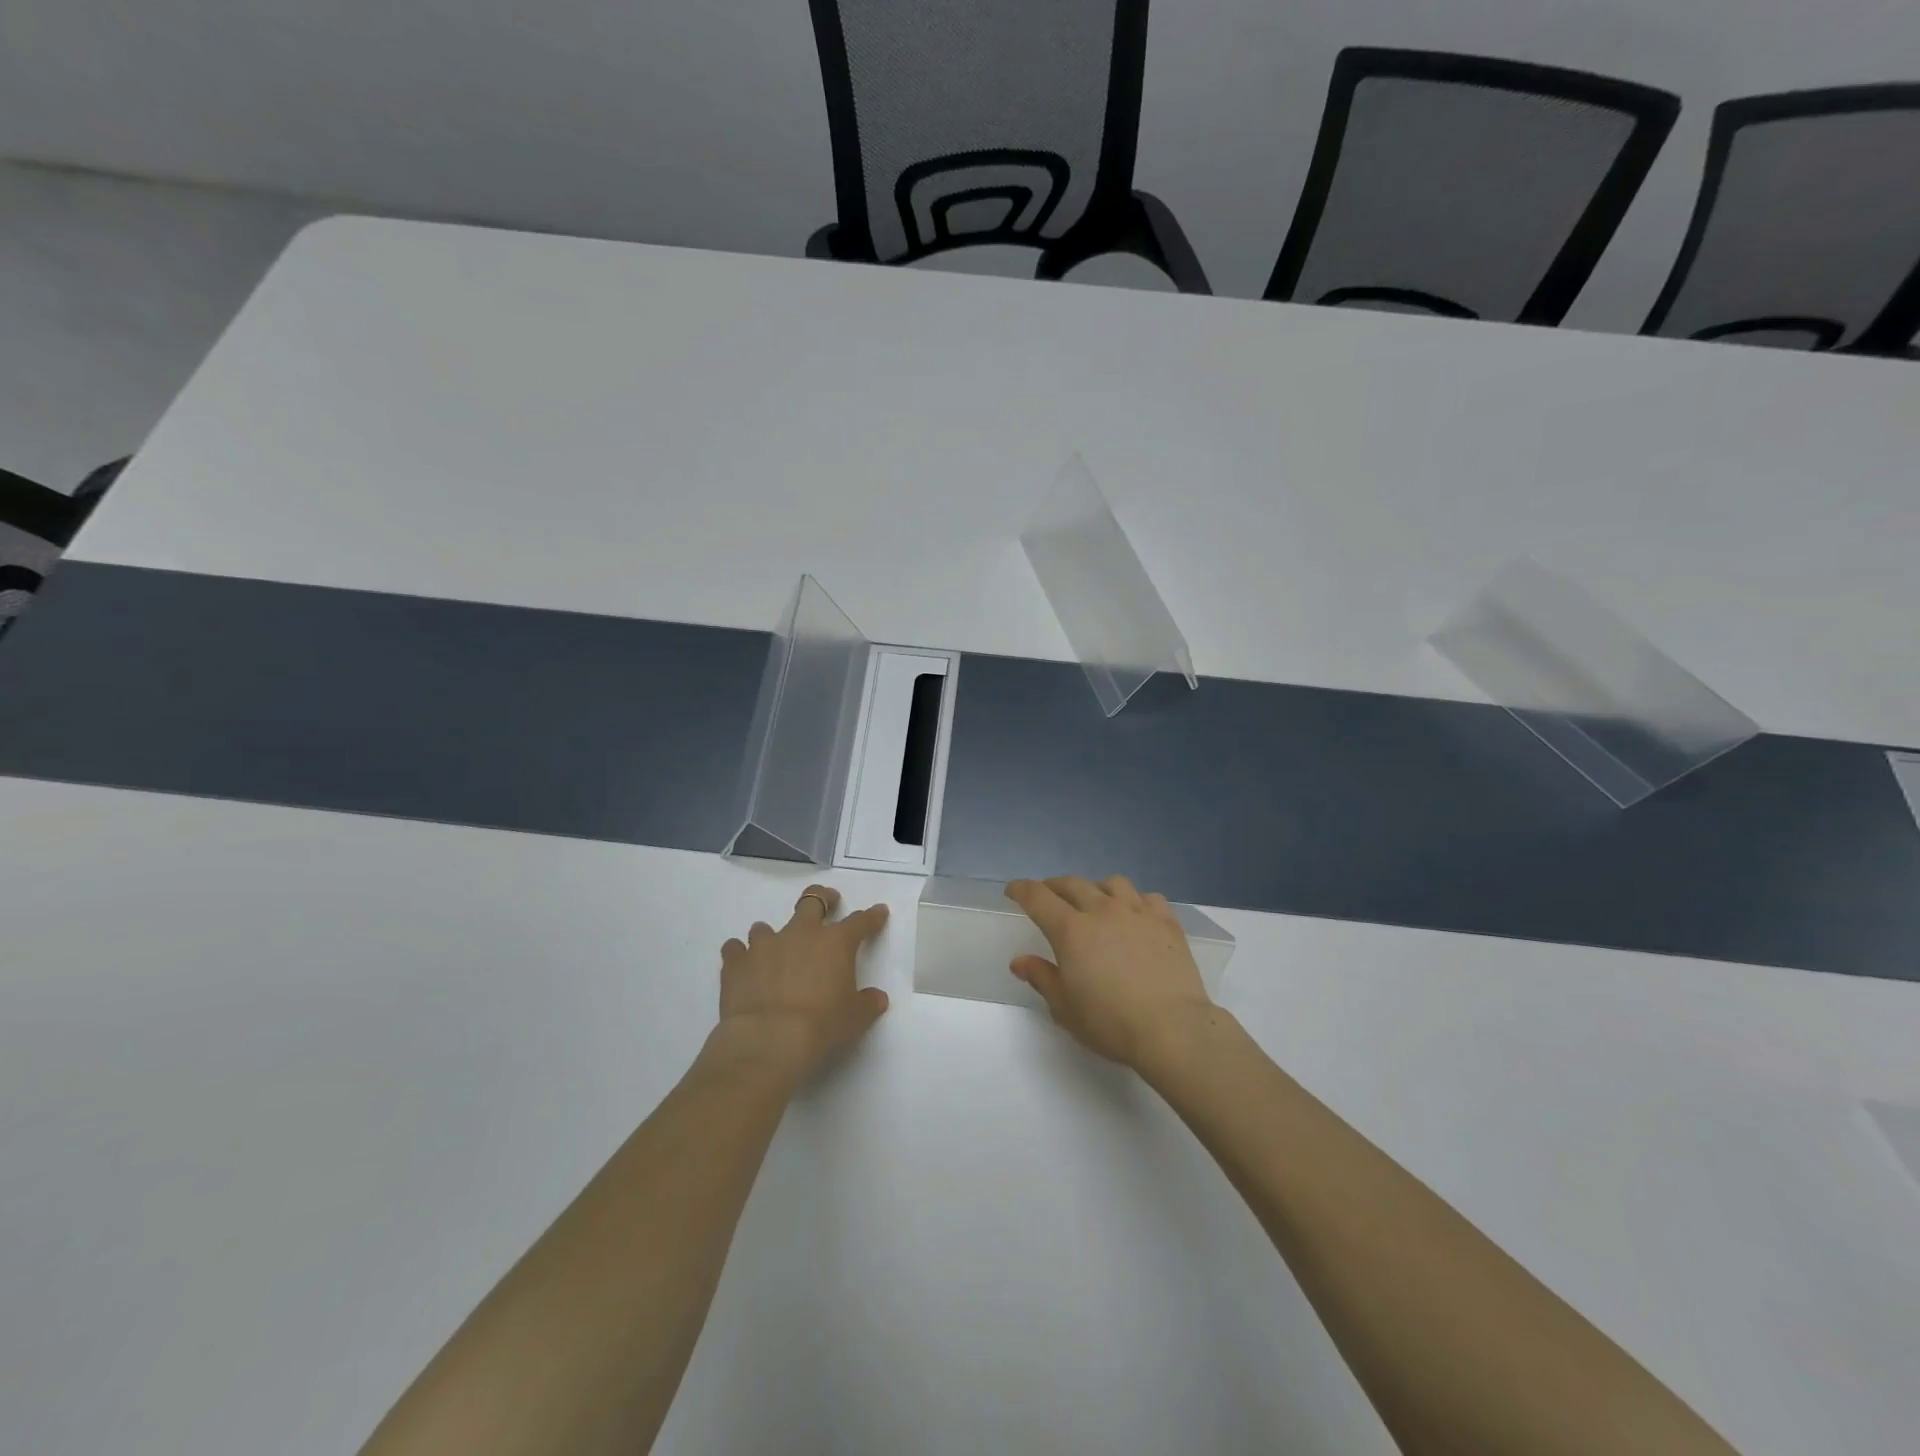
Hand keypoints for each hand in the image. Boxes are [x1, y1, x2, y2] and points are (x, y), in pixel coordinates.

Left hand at [711, 884, 889, 1086]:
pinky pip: (734, 949)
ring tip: (774, 951)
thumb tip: (877, 998)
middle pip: (812, 900)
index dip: (872, 916)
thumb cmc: (821, 1026)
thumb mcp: (855, 1018)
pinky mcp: (736, 962)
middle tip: (828, 902)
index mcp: (835, 943)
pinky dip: (739, 955)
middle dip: (822, 898)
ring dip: (771, 936)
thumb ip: (868, 1004)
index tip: (879, 912)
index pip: (860, 921)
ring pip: (765, 926)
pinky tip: (741, 967)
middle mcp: (801, 934)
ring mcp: (765, 945)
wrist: (768, 1040)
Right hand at [1005, 875, 1214, 1070]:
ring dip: (1096, 889)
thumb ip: (1042, 978)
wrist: (1172, 1028)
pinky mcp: (1166, 921)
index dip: (1021, 890)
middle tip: (1048, 896)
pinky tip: (1135, 915)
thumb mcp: (1065, 1008)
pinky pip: (1147, 897)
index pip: (1037, 897)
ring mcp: (1137, 912)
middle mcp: (1102, 910)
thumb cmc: (1111, 1022)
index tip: (1013, 891)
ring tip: (1095, 902)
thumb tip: (1020, 961)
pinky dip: (1135, 901)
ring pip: (1111, 883)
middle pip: (1072, 884)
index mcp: (1071, 930)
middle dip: (1054, 886)